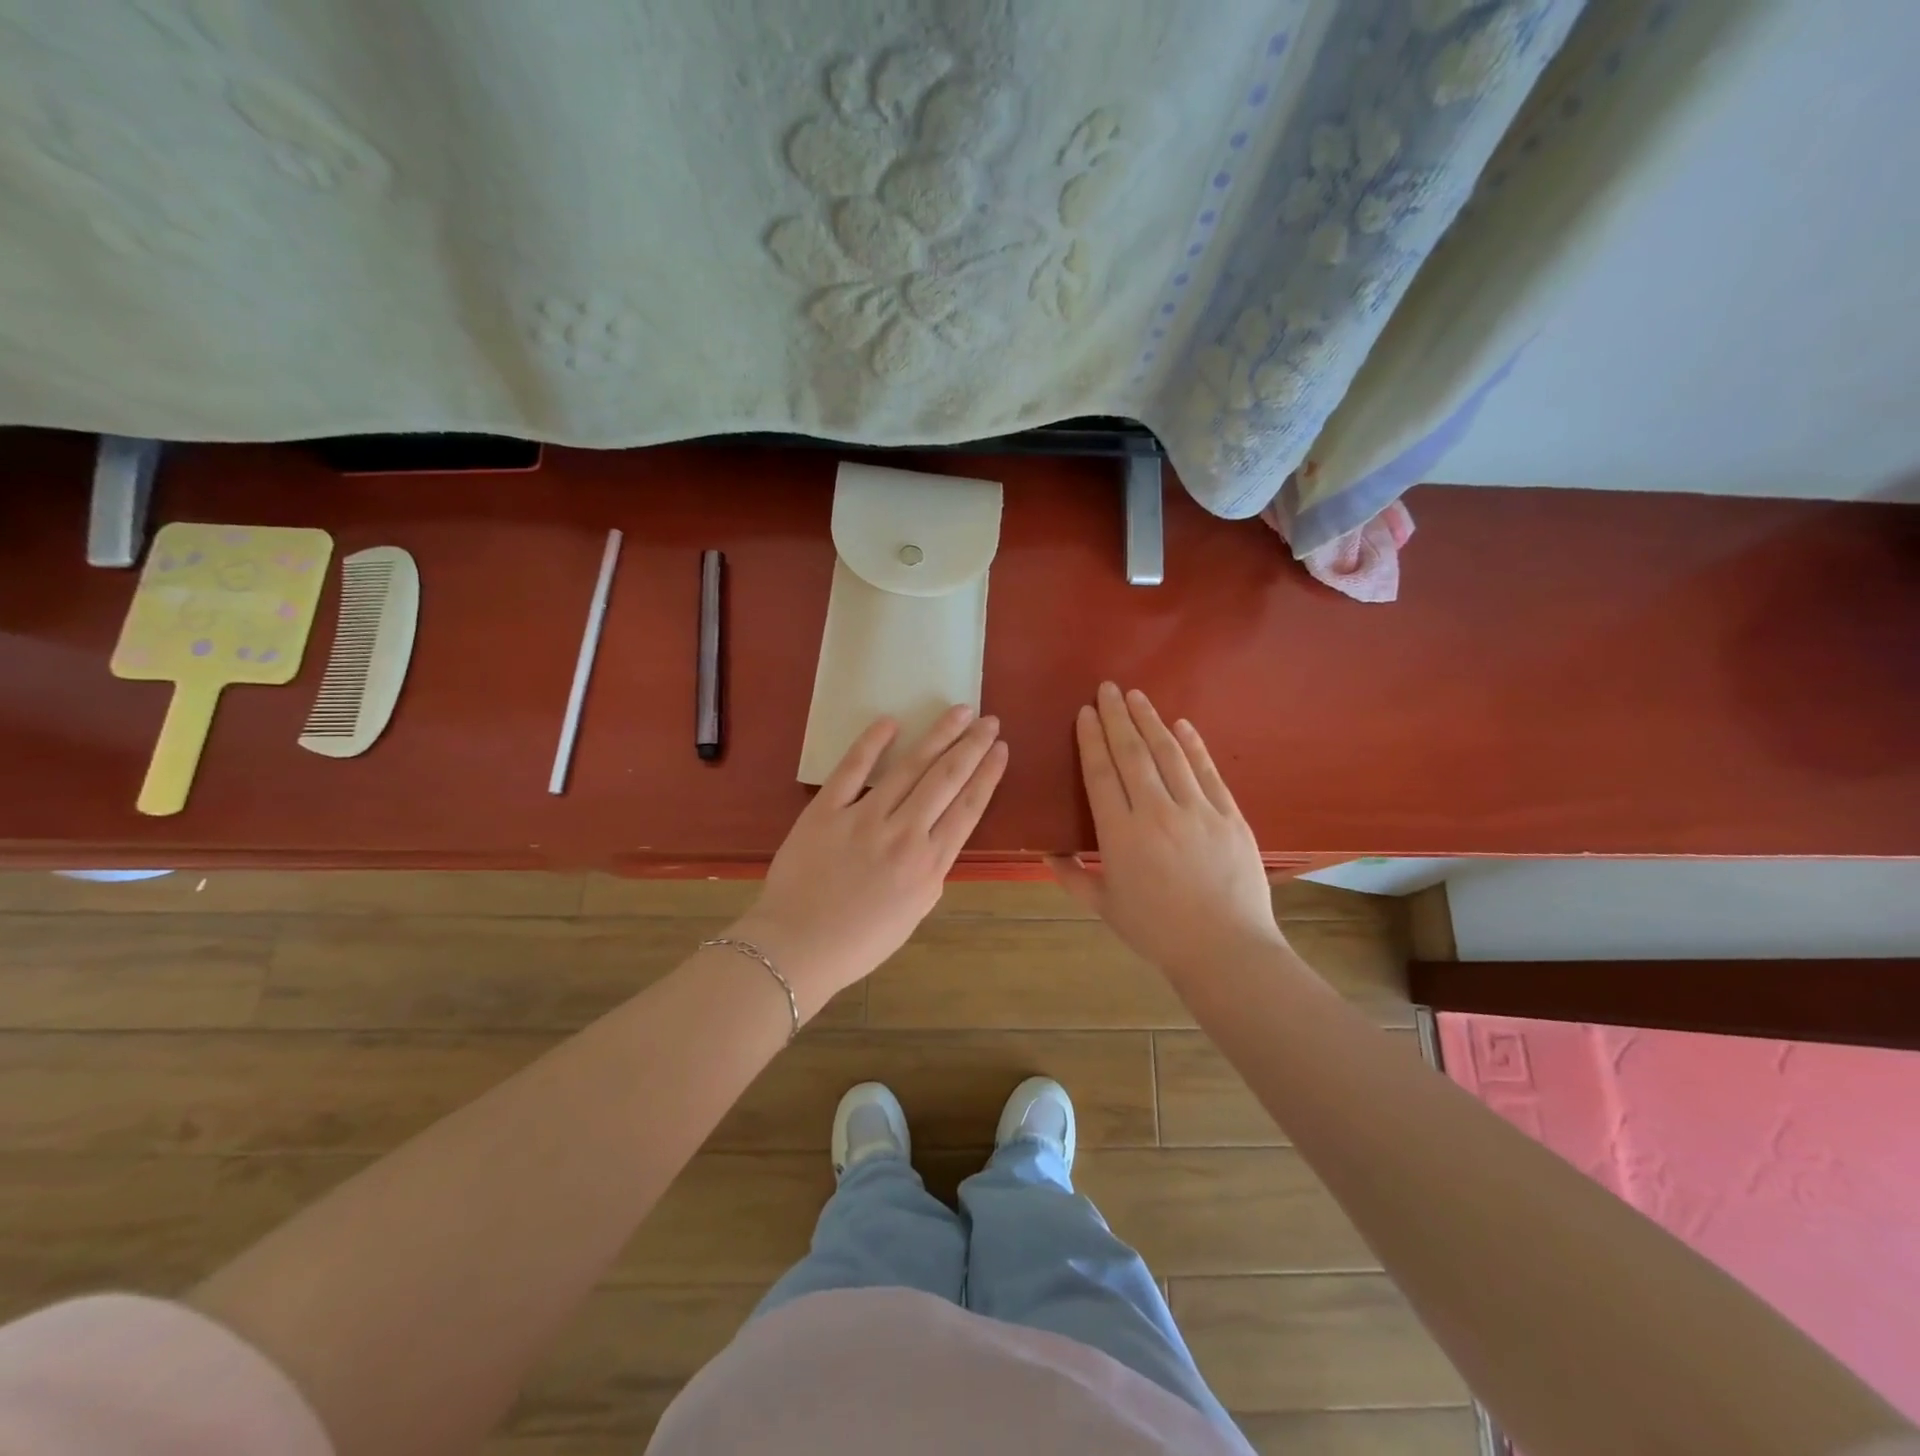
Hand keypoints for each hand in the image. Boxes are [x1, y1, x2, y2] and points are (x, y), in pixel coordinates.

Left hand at [733, 705, 1007, 1018]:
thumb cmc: (860, 941)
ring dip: (938, 735)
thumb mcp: (915, 911)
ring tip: (958, 711)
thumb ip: (932, 869)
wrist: (798, 948)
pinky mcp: (826, 810)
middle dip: (971, 745)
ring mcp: (864, 818)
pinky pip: (852, 769)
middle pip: (947, 779)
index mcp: (929, 864)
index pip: (968, 807)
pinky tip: (891, 722)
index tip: (1000, 749)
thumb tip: (938, 834)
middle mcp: (905, 835)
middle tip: (989, 720)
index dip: (987, 774)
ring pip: (910, 767)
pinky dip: (872, 743)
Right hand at [1051, 682, 1283, 980]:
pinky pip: (1207, 771)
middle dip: (1117, 717)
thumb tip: (1046, 852)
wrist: (1225, 950)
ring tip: (1137, 696)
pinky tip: (1182, 725)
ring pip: (1168, 754)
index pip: (1101, 774)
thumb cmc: (1158, 932)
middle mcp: (1157, 812)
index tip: (1085, 713)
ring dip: (1151, 721)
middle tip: (1107, 688)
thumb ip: (1072, 877)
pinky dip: (1194, 745)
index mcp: (1121, 835)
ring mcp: (1197, 810)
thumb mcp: (1105, 908)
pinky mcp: (1230, 815)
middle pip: (1132, 754)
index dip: (1091, 740)